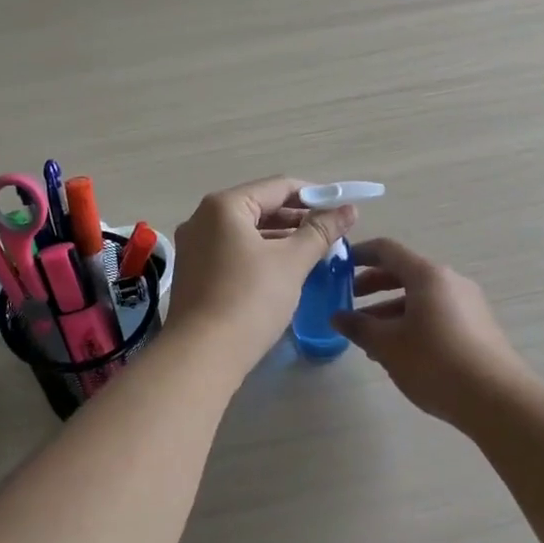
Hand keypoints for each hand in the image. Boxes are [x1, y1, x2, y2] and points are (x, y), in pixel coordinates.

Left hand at [166, 177, 356, 369]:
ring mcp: (194, 246)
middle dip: (297, 217)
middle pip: (260, 206)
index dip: (315, 194)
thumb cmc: (250, 300)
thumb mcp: (292, 262)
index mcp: (224, 206)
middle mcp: (203, 218)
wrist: (202, 355)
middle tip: (331, 232)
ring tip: (315, 250)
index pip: (278, 187)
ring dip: (281, 237)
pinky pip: (234, 250)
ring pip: (247, 230)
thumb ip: (321, 231)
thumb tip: (349, 209)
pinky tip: (284, 269)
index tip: (342, 208)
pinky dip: (260, 253)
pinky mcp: (194, 271)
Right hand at [332, 238, 533, 422]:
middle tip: (349, 302)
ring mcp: (468, 304)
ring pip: (420, 297)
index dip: (360, 254)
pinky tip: (399, 352)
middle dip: (373, 286)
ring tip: (369, 337)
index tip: (338, 266)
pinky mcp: (477, 327)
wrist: (498, 400)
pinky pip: (436, 313)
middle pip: (404, 273)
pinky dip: (412, 322)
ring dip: (391, 310)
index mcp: (427, 275)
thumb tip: (338, 316)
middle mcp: (450, 281)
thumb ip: (359, 327)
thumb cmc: (435, 362)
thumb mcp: (388, 345)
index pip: (387, 250)